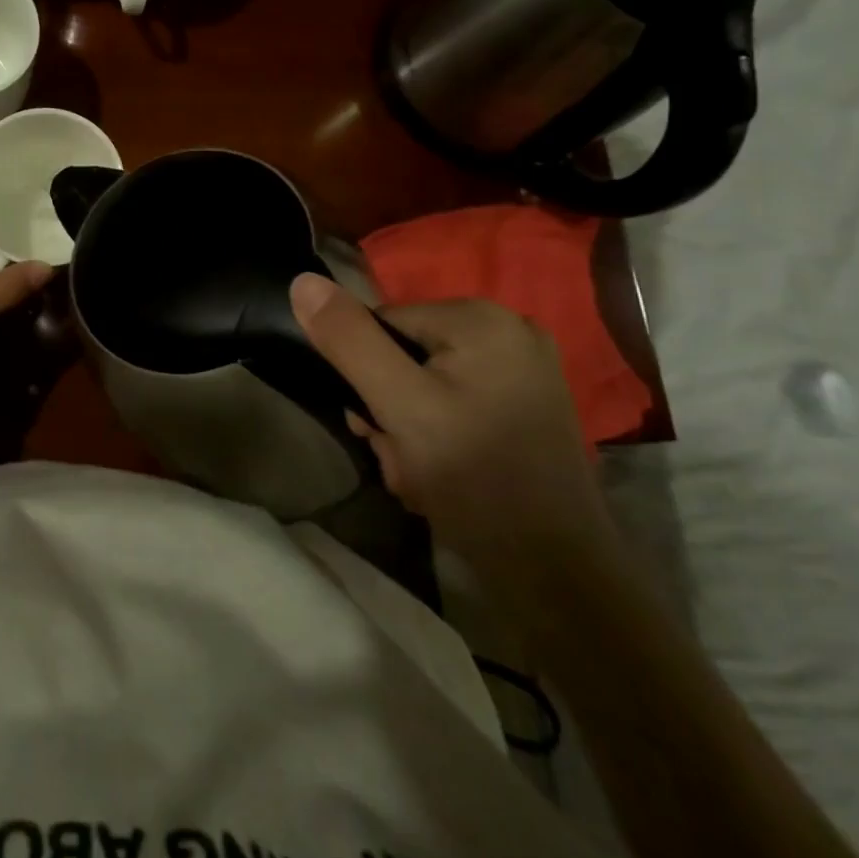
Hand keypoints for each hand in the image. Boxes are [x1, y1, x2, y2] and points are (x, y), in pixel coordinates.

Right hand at [291, 274, 617, 607]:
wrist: (556, 575)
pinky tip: (442, 474)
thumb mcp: (399, 405)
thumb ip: (349, 341)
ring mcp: (524, 371)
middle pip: (405, 354)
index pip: (383, 323)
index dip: (365, 375)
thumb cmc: (476, 480)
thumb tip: (302, 282)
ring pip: (426, 383)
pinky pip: (455, 402)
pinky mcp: (526, 406)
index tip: (373, 428)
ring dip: (407, 428)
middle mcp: (509, 331)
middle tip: (401, 458)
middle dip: (389, 408)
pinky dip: (437, 435)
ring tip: (420, 475)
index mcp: (482, 318)